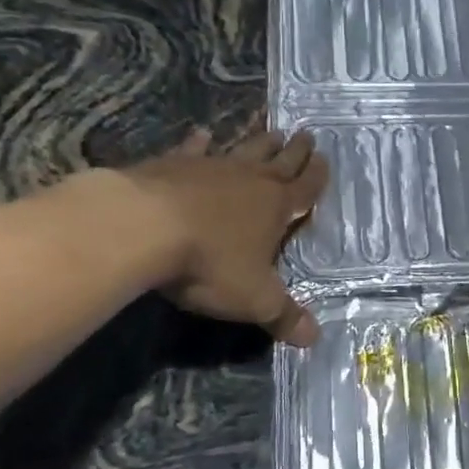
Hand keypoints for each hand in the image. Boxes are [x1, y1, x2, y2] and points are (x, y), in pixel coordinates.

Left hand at [125, 126, 330, 345]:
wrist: (143, 228)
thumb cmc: (210, 264)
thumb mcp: (254, 299)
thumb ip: (284, 316)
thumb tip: (314, 339)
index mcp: (276, 208)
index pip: (305, 188)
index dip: (317, 177)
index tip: (325, 158)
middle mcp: (249, 180)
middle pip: (279, 161)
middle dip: (295, 151)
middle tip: (306, 135)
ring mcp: (210, 168)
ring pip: (243, 149)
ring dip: (258, 141)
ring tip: (271, 130)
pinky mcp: (172, 165)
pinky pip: (193, 149)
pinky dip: (200, 142)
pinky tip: (203, 134)